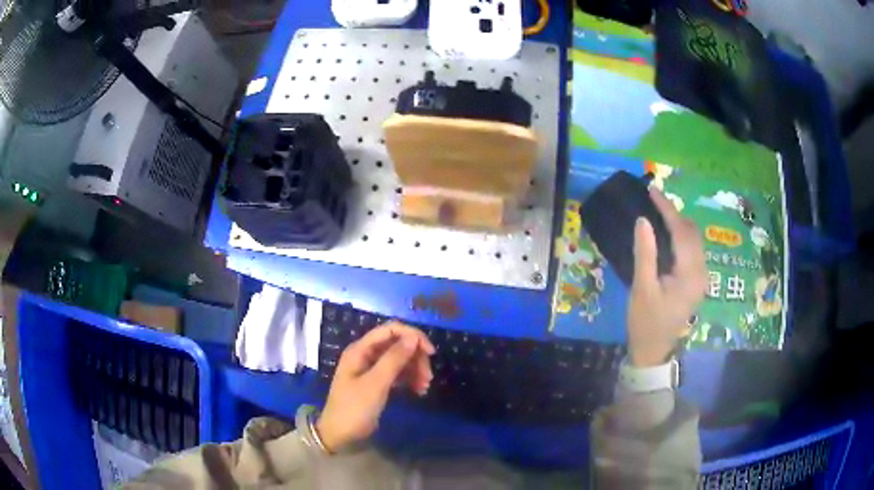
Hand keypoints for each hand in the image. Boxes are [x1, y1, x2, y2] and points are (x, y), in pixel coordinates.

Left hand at [316, 322, 434, 451]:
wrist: (340, 435)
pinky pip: (398, 374)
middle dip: (416, 357)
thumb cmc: (354, 408)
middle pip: (397, 344)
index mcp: (361, 349)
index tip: (430, 352)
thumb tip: (414, 337)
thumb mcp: (376, 383)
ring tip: (425, 386)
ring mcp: (372, 369)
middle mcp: (366, 355)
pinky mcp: (377, 383)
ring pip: (400, 360)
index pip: (391, 330)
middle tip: (429, 376)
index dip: (412, 336)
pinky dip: (410, 379)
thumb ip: (394, 359)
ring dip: (415, 369)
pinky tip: (419, 391)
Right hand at [627, 187, 706, 366]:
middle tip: (653, 200)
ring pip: (695, 240)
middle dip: (675, 213)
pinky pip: (693, 250)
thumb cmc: (645, 322)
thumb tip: (643, 220)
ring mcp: (701, 278)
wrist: (653, 352)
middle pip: (692, 232)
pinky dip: (682, 235)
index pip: (682, 231)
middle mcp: (701, 272)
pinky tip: (668, 233)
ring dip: (679, 223)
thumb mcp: (642, 288)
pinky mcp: (697, 281)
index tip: (652, 190)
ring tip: (659, 212)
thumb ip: (645, 253)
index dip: (667, 208)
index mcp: (690, 274)